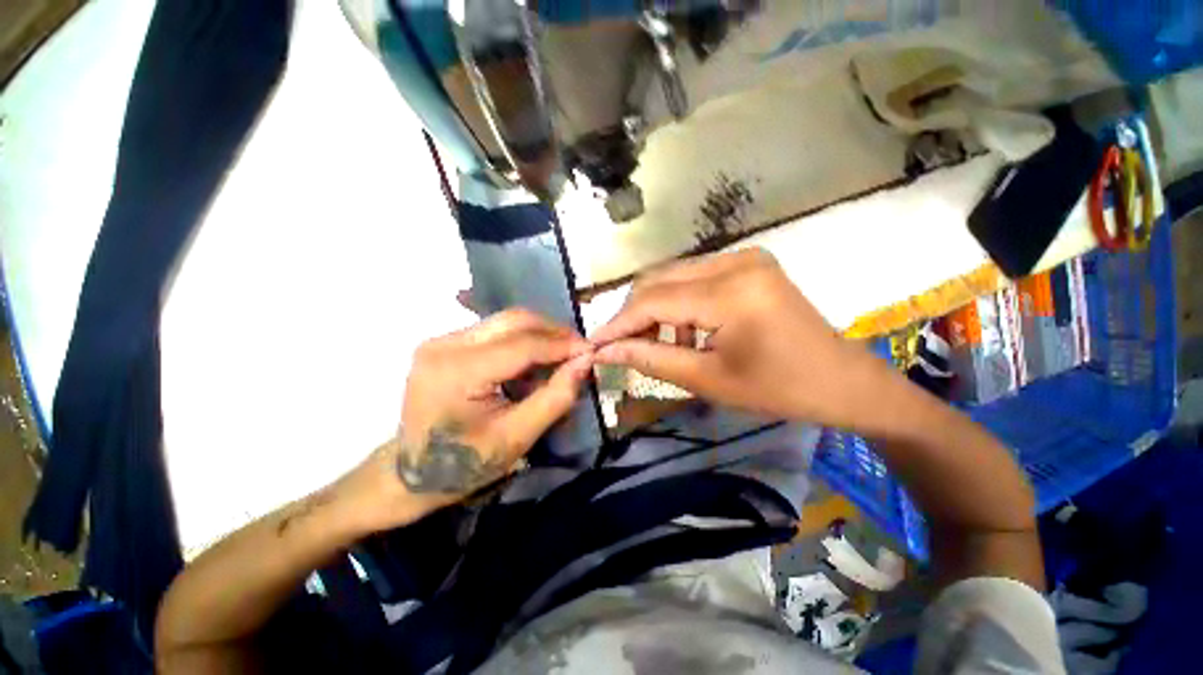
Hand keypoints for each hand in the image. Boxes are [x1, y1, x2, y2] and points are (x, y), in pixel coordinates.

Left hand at [337, 309, 593, 532]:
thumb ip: (555, 397)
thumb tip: (585, 361)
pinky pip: (494, 331)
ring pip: (505, 322)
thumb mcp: (517, 437)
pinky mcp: (444, 343)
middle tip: (577, 349)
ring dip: (538, 335)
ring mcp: (441, 340)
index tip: (591, 351)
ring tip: (559, 356)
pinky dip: (521, 341)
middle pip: (513, 320)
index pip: (523, 345)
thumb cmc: (464, 464)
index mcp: (458, 372)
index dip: (562, 344)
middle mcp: (444, 345)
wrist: (410, 473)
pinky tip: (533, 360)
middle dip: (553, 331)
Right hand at [590, 249, 888, 427]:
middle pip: (659, 279)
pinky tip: (687, 330)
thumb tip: (606, 352)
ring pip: (673, 276)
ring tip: (660, 344)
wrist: (842, 382)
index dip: (618, 323)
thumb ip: (650, 360)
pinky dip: (679, 303)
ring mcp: (744, 257)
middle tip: (622, 347)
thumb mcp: (708, 380)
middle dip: (634, 315)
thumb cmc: (779, 390)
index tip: (594, 344)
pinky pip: (695, 277)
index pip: (653, 301)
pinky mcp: (748, 263)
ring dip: (656, 309)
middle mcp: (735, 261)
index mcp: (731, 292)